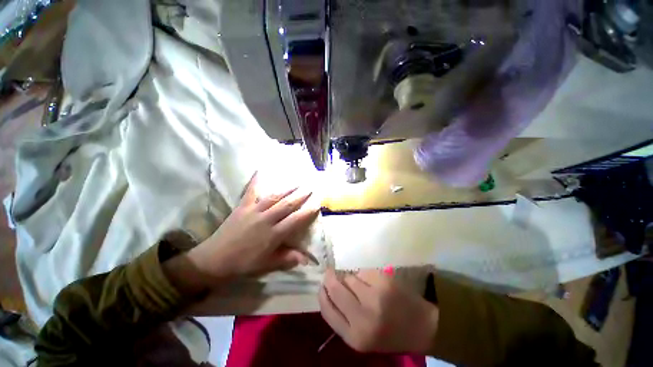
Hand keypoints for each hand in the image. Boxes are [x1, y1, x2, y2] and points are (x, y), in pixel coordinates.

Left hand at [186, 173, 318, 282]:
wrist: (214, 260)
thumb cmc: (244, 263)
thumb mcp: (267, 265)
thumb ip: (286, 259)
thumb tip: (305, 258)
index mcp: (274, 234)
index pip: (295, 220)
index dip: (307, 212)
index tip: (317, 203)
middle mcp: (266, 219)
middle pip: (287, 205)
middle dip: (300, 196)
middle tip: (310, 187)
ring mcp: (254, 211)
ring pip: (274, 197)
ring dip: (287, 189)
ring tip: (297, 181)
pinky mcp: (242, 207)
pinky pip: (250, 192)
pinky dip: (256, 181)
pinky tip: (260, 170)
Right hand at [319, 269, 438, 353]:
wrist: (422, 326)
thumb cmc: (389, 335)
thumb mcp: (361, 337)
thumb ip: (342, 318)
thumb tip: (327, 290)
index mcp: (355, 337)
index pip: (327, 310)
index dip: (322, 295)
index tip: (322, 286)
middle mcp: (363, 317)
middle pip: (336, 289)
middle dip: (330, 278)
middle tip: (330, 273)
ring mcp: (375, 296)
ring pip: (349, 277)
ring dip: (349, 277)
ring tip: (358, 283)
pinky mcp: (384, 281)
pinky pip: (363, 271)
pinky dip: (363, 273)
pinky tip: (371, 280)